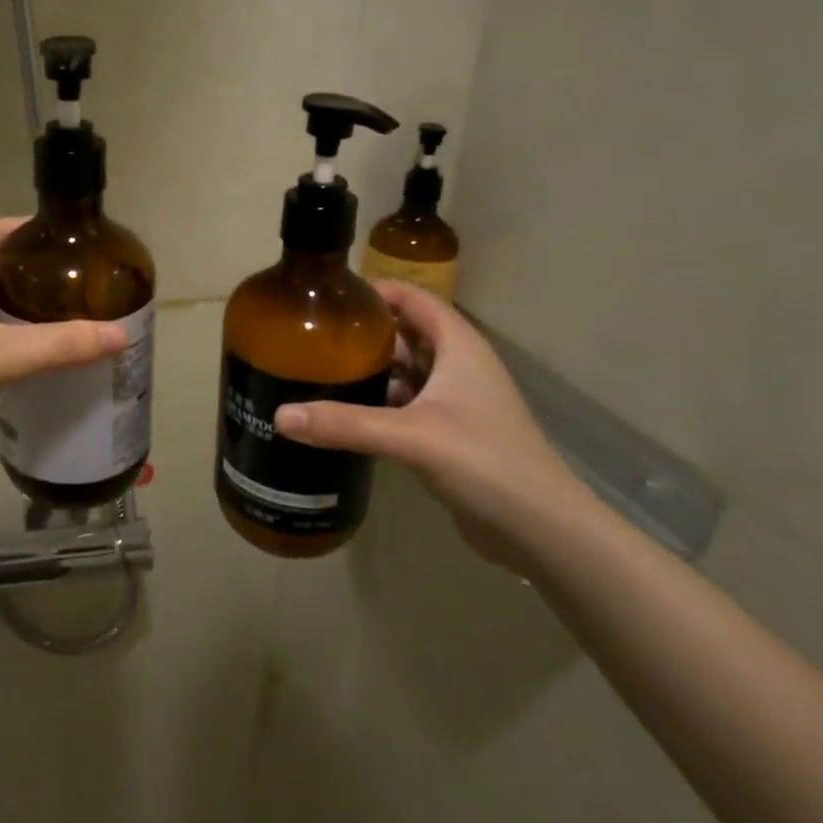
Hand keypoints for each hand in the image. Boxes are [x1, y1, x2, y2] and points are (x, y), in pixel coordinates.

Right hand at [273, 283, 591, 565]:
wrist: (542, 531)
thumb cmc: (485, 463)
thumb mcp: (411, 437)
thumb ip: (345, 424)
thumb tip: (280, 416)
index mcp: (459, 346)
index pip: (413, 298)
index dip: (373, 291)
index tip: (327, 297)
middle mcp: (459, 366)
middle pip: (405, 333)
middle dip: (362, 334)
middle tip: (310, 337)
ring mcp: (457, 402)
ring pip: (405, 372)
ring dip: (369, 371)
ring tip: (317, 371)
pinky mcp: (450, 434)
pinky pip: (406, 405)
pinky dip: (378, 403)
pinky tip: (343, 413)